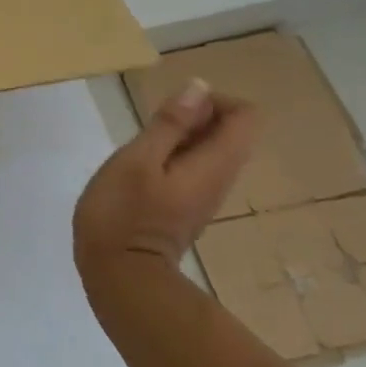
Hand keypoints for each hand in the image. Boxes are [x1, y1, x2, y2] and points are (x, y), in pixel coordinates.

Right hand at [74, 79, 257, 273]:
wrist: (119, 277)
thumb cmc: (123, 214)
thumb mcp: (138, 159)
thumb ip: (169, 124)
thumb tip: (199, 89)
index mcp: (215, 164)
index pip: (246, 116)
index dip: (214, 101)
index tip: (174, 110)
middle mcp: (220, 179)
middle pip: (230, 132)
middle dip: (194, 117)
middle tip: (152, 129)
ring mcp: (204, 196)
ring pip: (209, 150)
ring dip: (179, 137)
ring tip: (142, 148)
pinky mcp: (186, 207)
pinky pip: (193, 169)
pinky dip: (171, 157)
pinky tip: (140, 170)